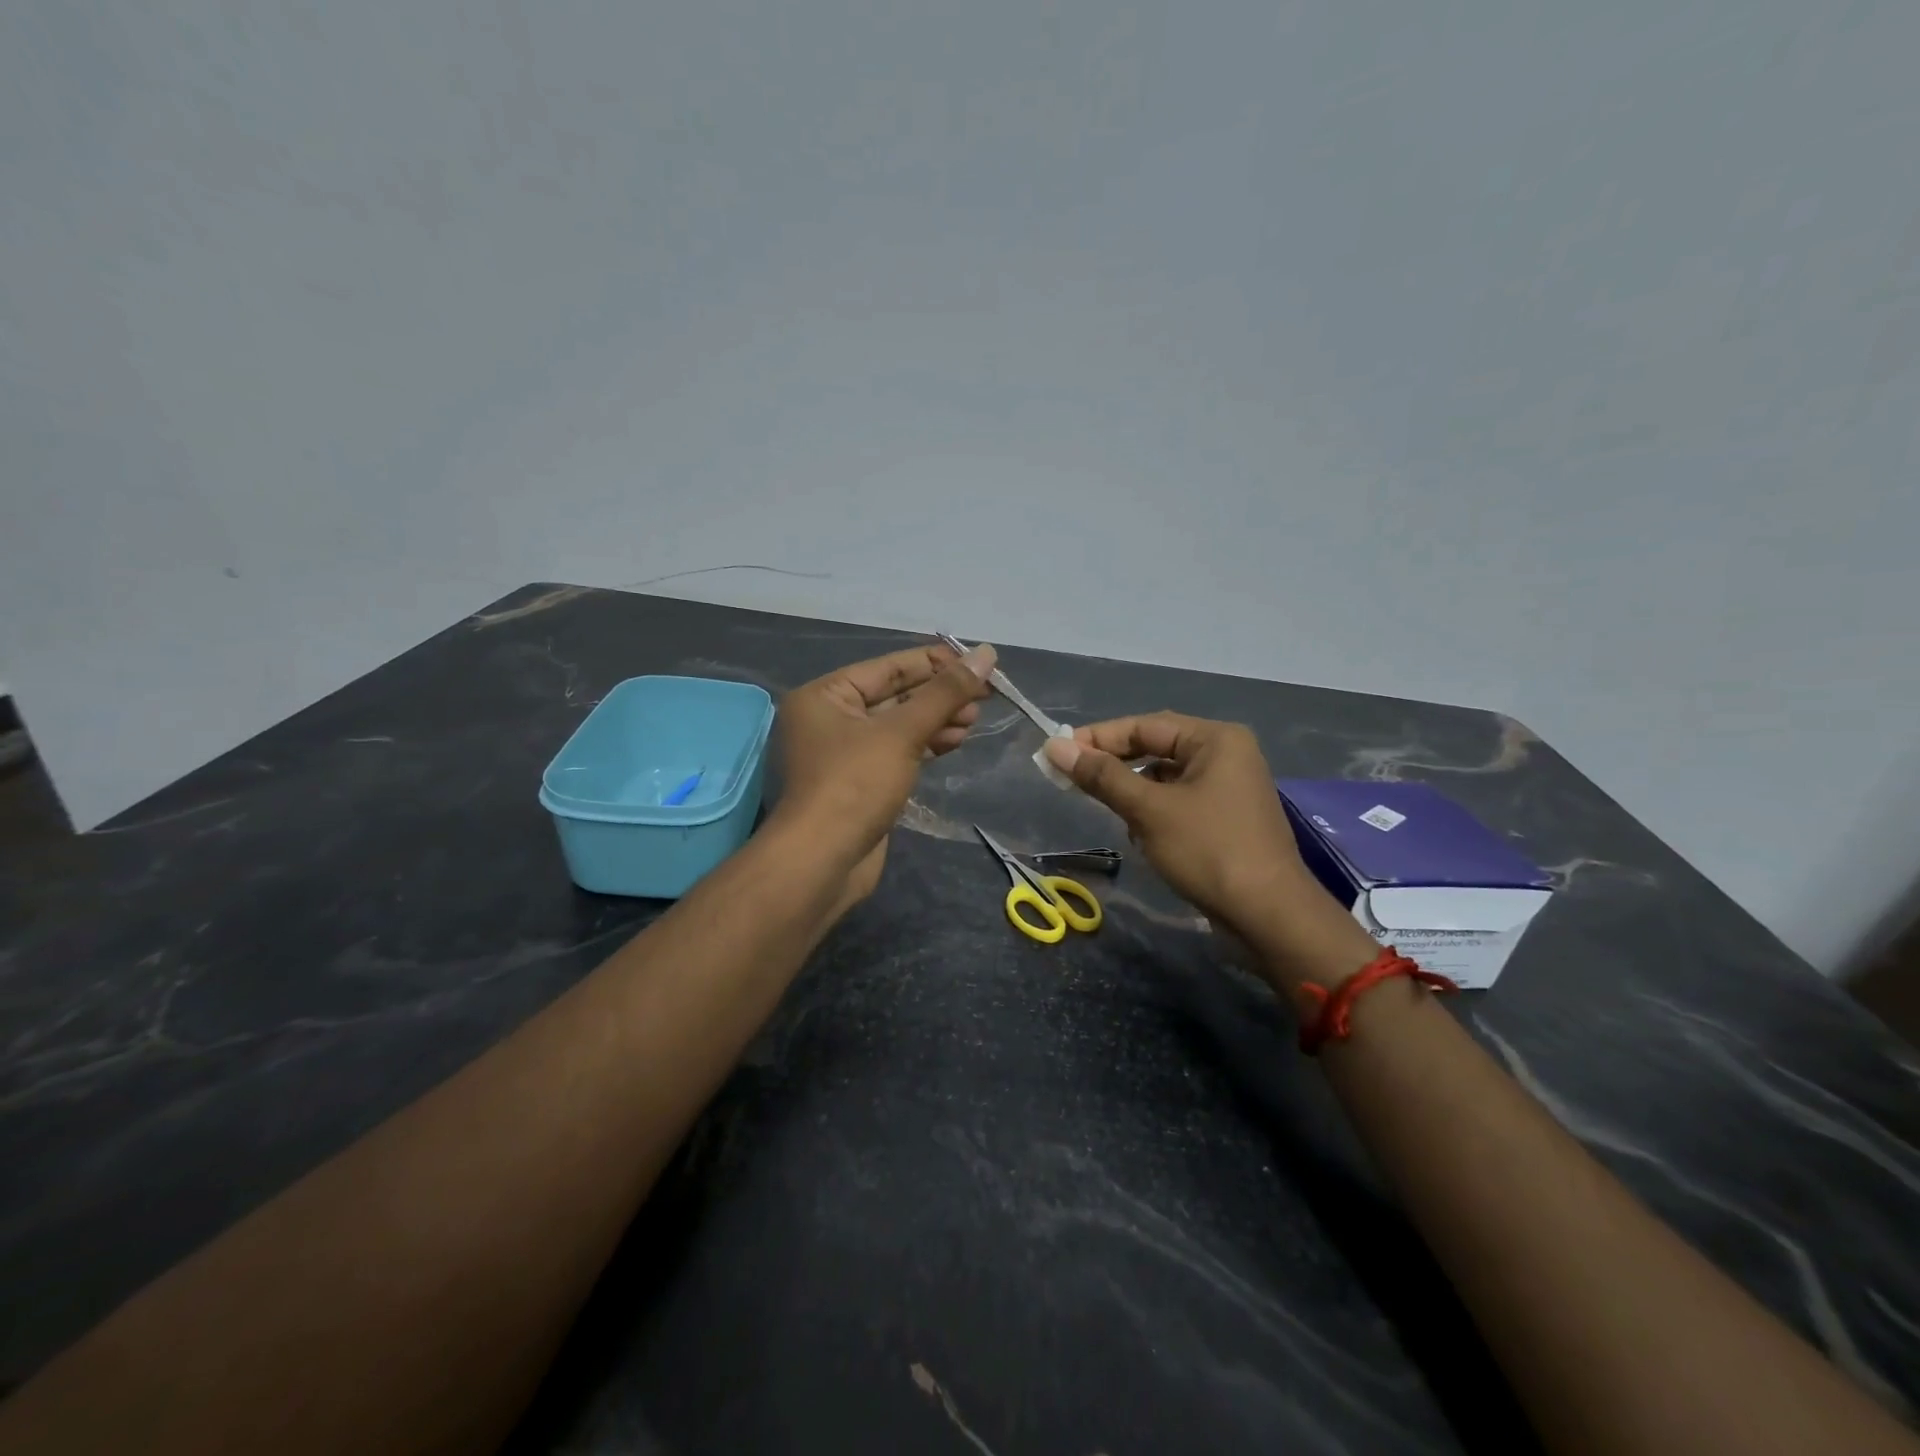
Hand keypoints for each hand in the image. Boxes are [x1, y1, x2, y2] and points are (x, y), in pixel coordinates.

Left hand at [773, 641, 996, 902]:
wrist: (823, 861)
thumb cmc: (855, 784)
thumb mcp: (901, 732)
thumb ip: (945, 693)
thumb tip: (986, 654)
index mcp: (825, 695)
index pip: (888, 668)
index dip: (935, 663)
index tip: (978, 663)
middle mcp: (829, 719)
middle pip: (895, 696)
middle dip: (939, 696)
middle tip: (984, 696)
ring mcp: (844, 753)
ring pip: (898, 726)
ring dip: (937, 721)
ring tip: (974, 720)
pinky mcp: (859, 782)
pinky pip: (896, 752)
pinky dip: (925, 745)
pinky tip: (955, 741)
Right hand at [1043, 713, 1371, 983]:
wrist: (1269, 916)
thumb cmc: (1208, 851)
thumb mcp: (1148, 810)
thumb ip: (1102, 776)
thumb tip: (1055, 747)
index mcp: (1216, 739)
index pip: (1144, 725)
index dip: (1098, 738)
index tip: (1056, 752)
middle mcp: (1226, 754)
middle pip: (1155, 748)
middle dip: (1115, 767)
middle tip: (1071, 780)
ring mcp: (1228, 788)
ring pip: (1164, 779)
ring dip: (1134, 794)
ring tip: (1112, 813)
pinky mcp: (1225, 818)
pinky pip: (1177, 802)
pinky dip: (1154, 814)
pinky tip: (1142, 837)